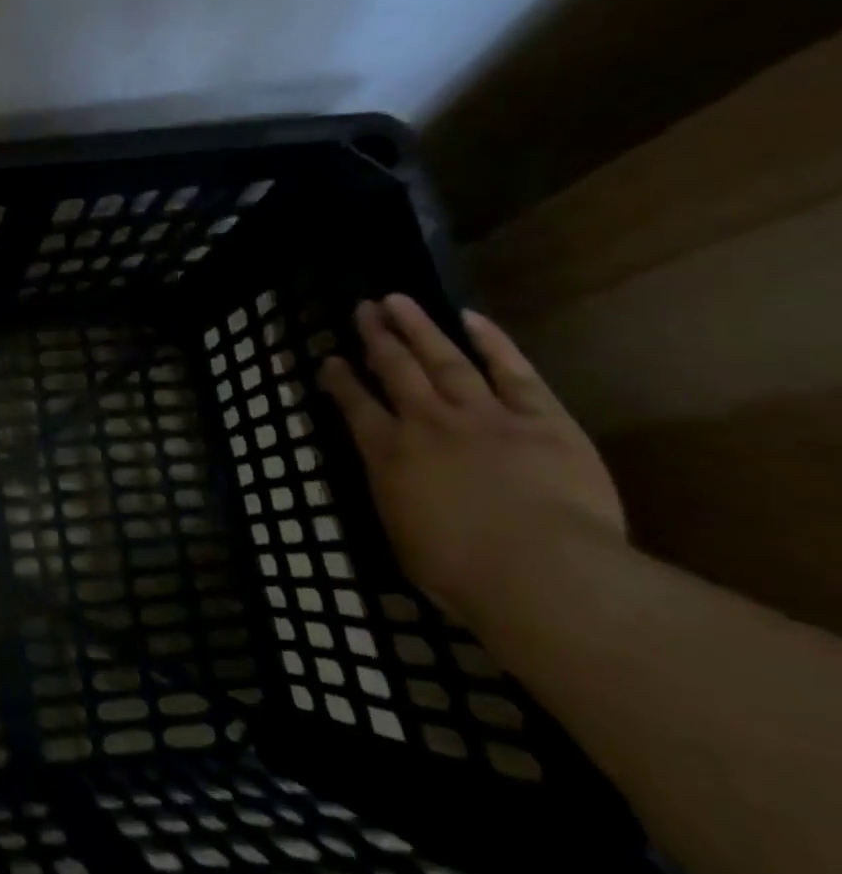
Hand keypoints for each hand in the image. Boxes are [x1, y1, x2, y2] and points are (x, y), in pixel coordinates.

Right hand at [318, 295, 624, 624]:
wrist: (543, 573)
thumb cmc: (462, 573)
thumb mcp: (403, 538)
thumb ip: (395, 497)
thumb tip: (391, 480)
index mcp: (388, 455)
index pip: (355, 407)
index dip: (340, 381)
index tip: (330, 360)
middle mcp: (426, 423)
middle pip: (395, 370)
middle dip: (376, 338)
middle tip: (363, 309)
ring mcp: (483, 416)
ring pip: (443, 360)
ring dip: (418, 328)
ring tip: (398, 300)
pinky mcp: (540, 419)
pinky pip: (512, 372)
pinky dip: (491, 342)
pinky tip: (471, 317)